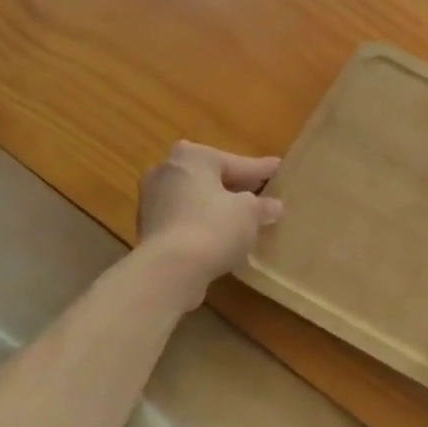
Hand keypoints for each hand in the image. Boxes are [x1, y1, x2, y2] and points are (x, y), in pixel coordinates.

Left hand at [136, 141, 282, 294]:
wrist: (168, 270)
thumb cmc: (213, 227)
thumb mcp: (250, 213)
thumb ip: (263, 205)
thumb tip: (272, 206)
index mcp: (193, 156)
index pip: (237, 163)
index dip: (262, 170)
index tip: (279, 169)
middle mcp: (167, 170)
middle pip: (212, 178)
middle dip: (236, 187)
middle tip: (262, 194)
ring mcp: (152, 200)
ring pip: (196, 199)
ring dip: (217, 207)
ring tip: (243, 218)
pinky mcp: (148, 228)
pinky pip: (185, 219)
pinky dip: (202, 224)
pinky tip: (221, 236)